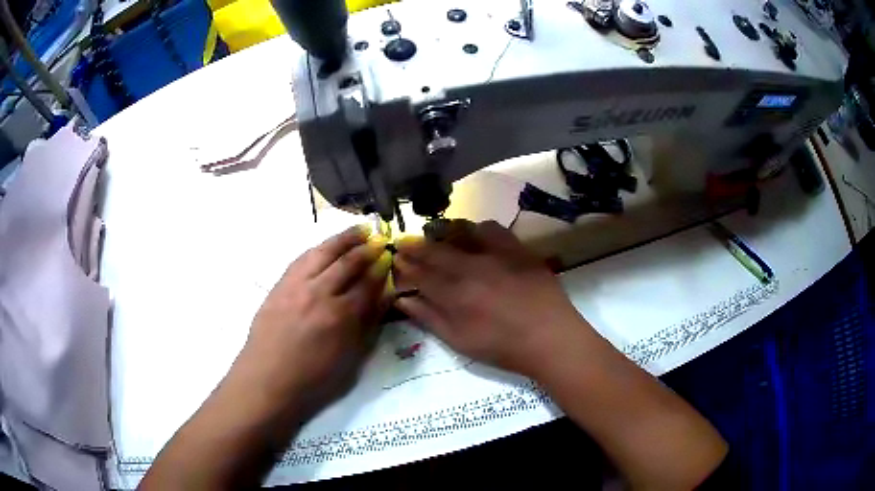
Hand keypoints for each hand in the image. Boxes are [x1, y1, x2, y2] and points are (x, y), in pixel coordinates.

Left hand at [238, 225, 391, 411]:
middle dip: (366, 249)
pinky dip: (318, 248)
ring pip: (323, 253)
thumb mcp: (350, 360)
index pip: (368, 284)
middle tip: (379, 240)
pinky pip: (301, 259)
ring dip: (343, 239)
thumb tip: (383, 298)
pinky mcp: (280, 285)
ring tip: (358, 230)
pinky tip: (326, 246)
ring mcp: (296, 286)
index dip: (382, 270)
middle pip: (347, 262)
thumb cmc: (313, 379)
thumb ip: (367, 326)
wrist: (267, 380)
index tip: (391, 259)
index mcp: (340, 316)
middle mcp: (319, 293)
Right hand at [394, 220, 592, 376]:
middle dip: (416, 246)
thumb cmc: (502, 347)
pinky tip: (475, 236)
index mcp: (453, 294)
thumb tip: (402, 300)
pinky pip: (492, 229)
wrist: (549, 338)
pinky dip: (477, 230)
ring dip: (443, 233)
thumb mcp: (459, 341)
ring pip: (460, 234)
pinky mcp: (516, 249)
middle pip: (435, 251)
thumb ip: (429, 318)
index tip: (395, 258)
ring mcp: (495, 255)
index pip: (420, 274)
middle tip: (405, 242)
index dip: (405, 265)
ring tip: (437, 236)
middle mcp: (471, 268)